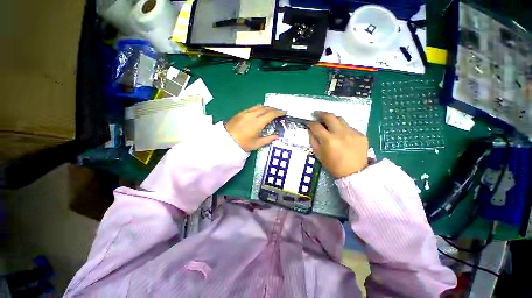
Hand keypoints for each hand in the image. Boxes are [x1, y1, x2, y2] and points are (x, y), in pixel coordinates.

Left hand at [225, 105, 285, 151]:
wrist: (225, 142)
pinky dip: (259, 108)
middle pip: (265, 108)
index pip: (271, 114)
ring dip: (266, 107)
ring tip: (270, 111)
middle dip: (274, 109)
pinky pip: (252, 108)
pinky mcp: (240, 113)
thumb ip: (268, 139)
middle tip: (279, 112)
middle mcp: (252, 115)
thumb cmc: (242, 144)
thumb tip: (277, 136)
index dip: (279, 112)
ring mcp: (245, 113)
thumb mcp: (257, 144)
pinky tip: (260, 113)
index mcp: (257, 123)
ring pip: (259, 106)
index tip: (284, 112)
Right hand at [307, 112, 368, 178]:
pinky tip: (341, 135)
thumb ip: (313, 140)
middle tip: (317, 113)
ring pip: (341, 119)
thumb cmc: (333, 166)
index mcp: (328, 140)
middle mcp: (341, 134)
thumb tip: (310, 129)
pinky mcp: (361, 135)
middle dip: (321, 113)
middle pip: (330, 116)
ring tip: (329, 122)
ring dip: (332, 119)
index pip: (316, 126)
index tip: (308, 122)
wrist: (354, 173)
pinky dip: (343, 128)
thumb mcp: (318, 154)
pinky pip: (349, 127)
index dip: (310, 123)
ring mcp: (353, 133)